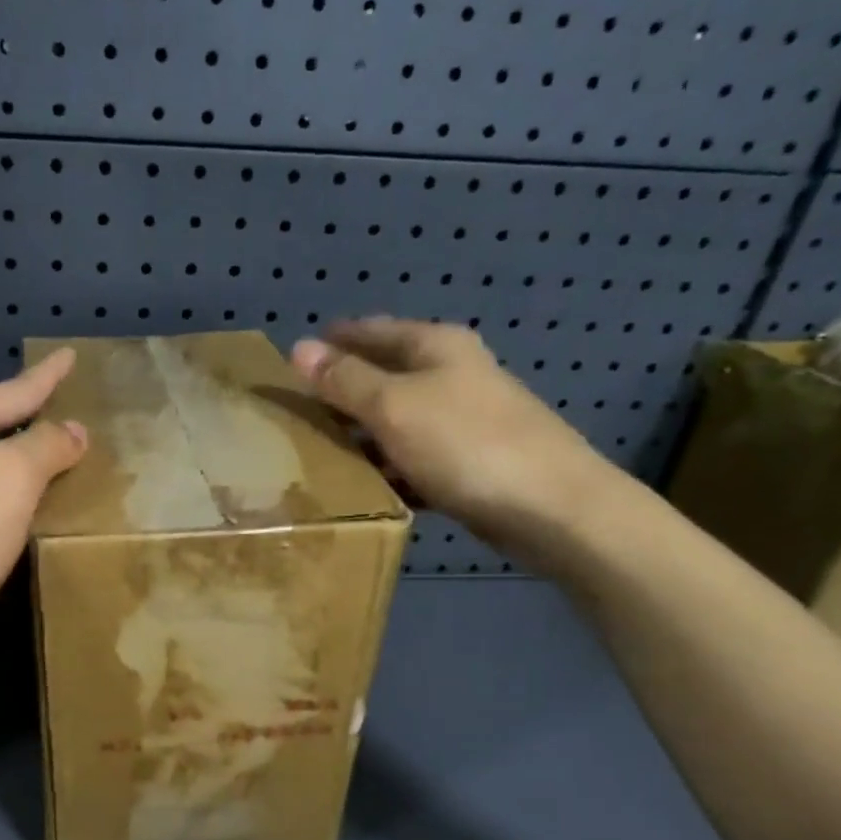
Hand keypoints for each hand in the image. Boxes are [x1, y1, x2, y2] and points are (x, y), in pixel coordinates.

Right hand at [291, 318, 626, 570]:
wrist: (550, 507)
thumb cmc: (465, 444)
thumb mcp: (393, 406)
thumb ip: (345, 380)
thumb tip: (298, 347)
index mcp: (435, 346)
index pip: (371, 331)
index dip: (332, 342)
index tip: (290, 362)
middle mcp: (452, 374)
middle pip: (384, 375)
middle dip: (342, 392)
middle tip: (295, 413)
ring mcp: (463, 419)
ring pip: (397, 420)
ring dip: (362, 434)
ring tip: (317, 453)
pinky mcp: (469, 462)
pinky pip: (413, 457)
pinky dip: (388, 467)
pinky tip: (364, 486)